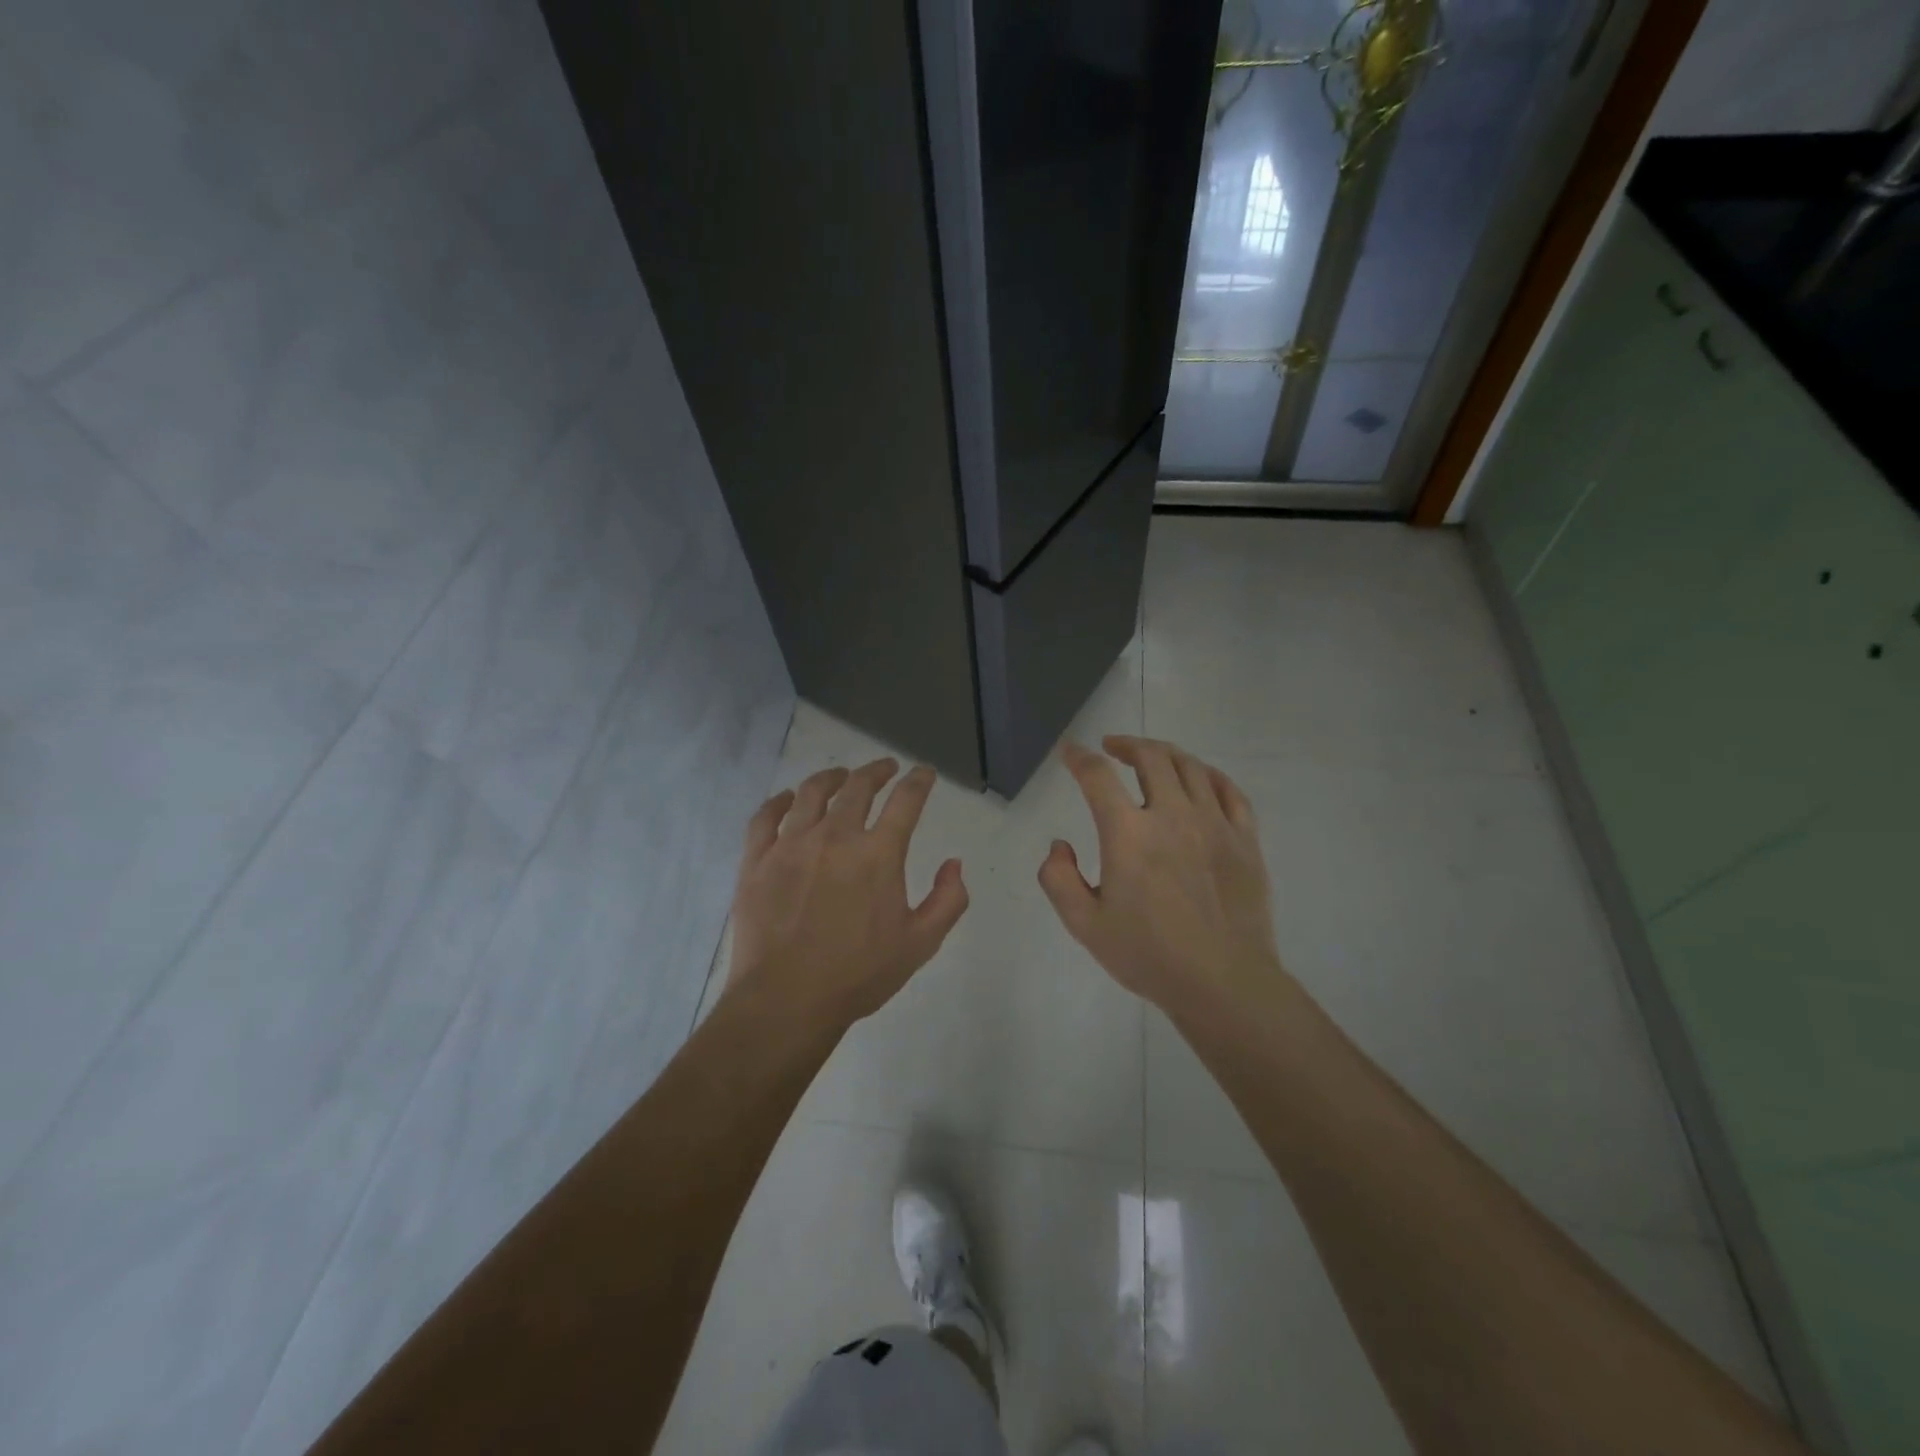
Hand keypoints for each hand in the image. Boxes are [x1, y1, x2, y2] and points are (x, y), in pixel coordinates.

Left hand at [724, 758, 969, 1030]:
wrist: (786, 1000)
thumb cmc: (858, 974)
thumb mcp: (920, 944)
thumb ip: (947, 900)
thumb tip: (954, 864)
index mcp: (878, 854)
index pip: (906, 801)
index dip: (919, 781)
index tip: (924, 773)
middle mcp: (836, 837)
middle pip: (858, 787)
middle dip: (877, 771)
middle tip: (885, 768)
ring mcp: (791, 845)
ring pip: (811, 793)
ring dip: (831, 777)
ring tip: (840, 776)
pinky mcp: (757, 860)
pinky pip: (766, 817)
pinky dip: (780, 801)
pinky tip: (787, 798)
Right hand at [1039, 736, 1286, 1022]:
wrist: (1223, 982)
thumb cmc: (1149, 955)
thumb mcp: (1085, 925)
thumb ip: (1059, 879)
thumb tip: (1059, 846)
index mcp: (1128, 833)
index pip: (1097, 776)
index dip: (1079, 758)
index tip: (1070, 752)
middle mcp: (1172, 815)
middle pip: (1151, 757)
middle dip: (1126, 744)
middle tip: (1112, 747)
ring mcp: (1214, 823)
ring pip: (1190, 766)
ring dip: (1165, 754)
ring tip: (1152, 758)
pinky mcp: (1245, 839)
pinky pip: (1229, 790)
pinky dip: (1209, 775)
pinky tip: (1200, 779)